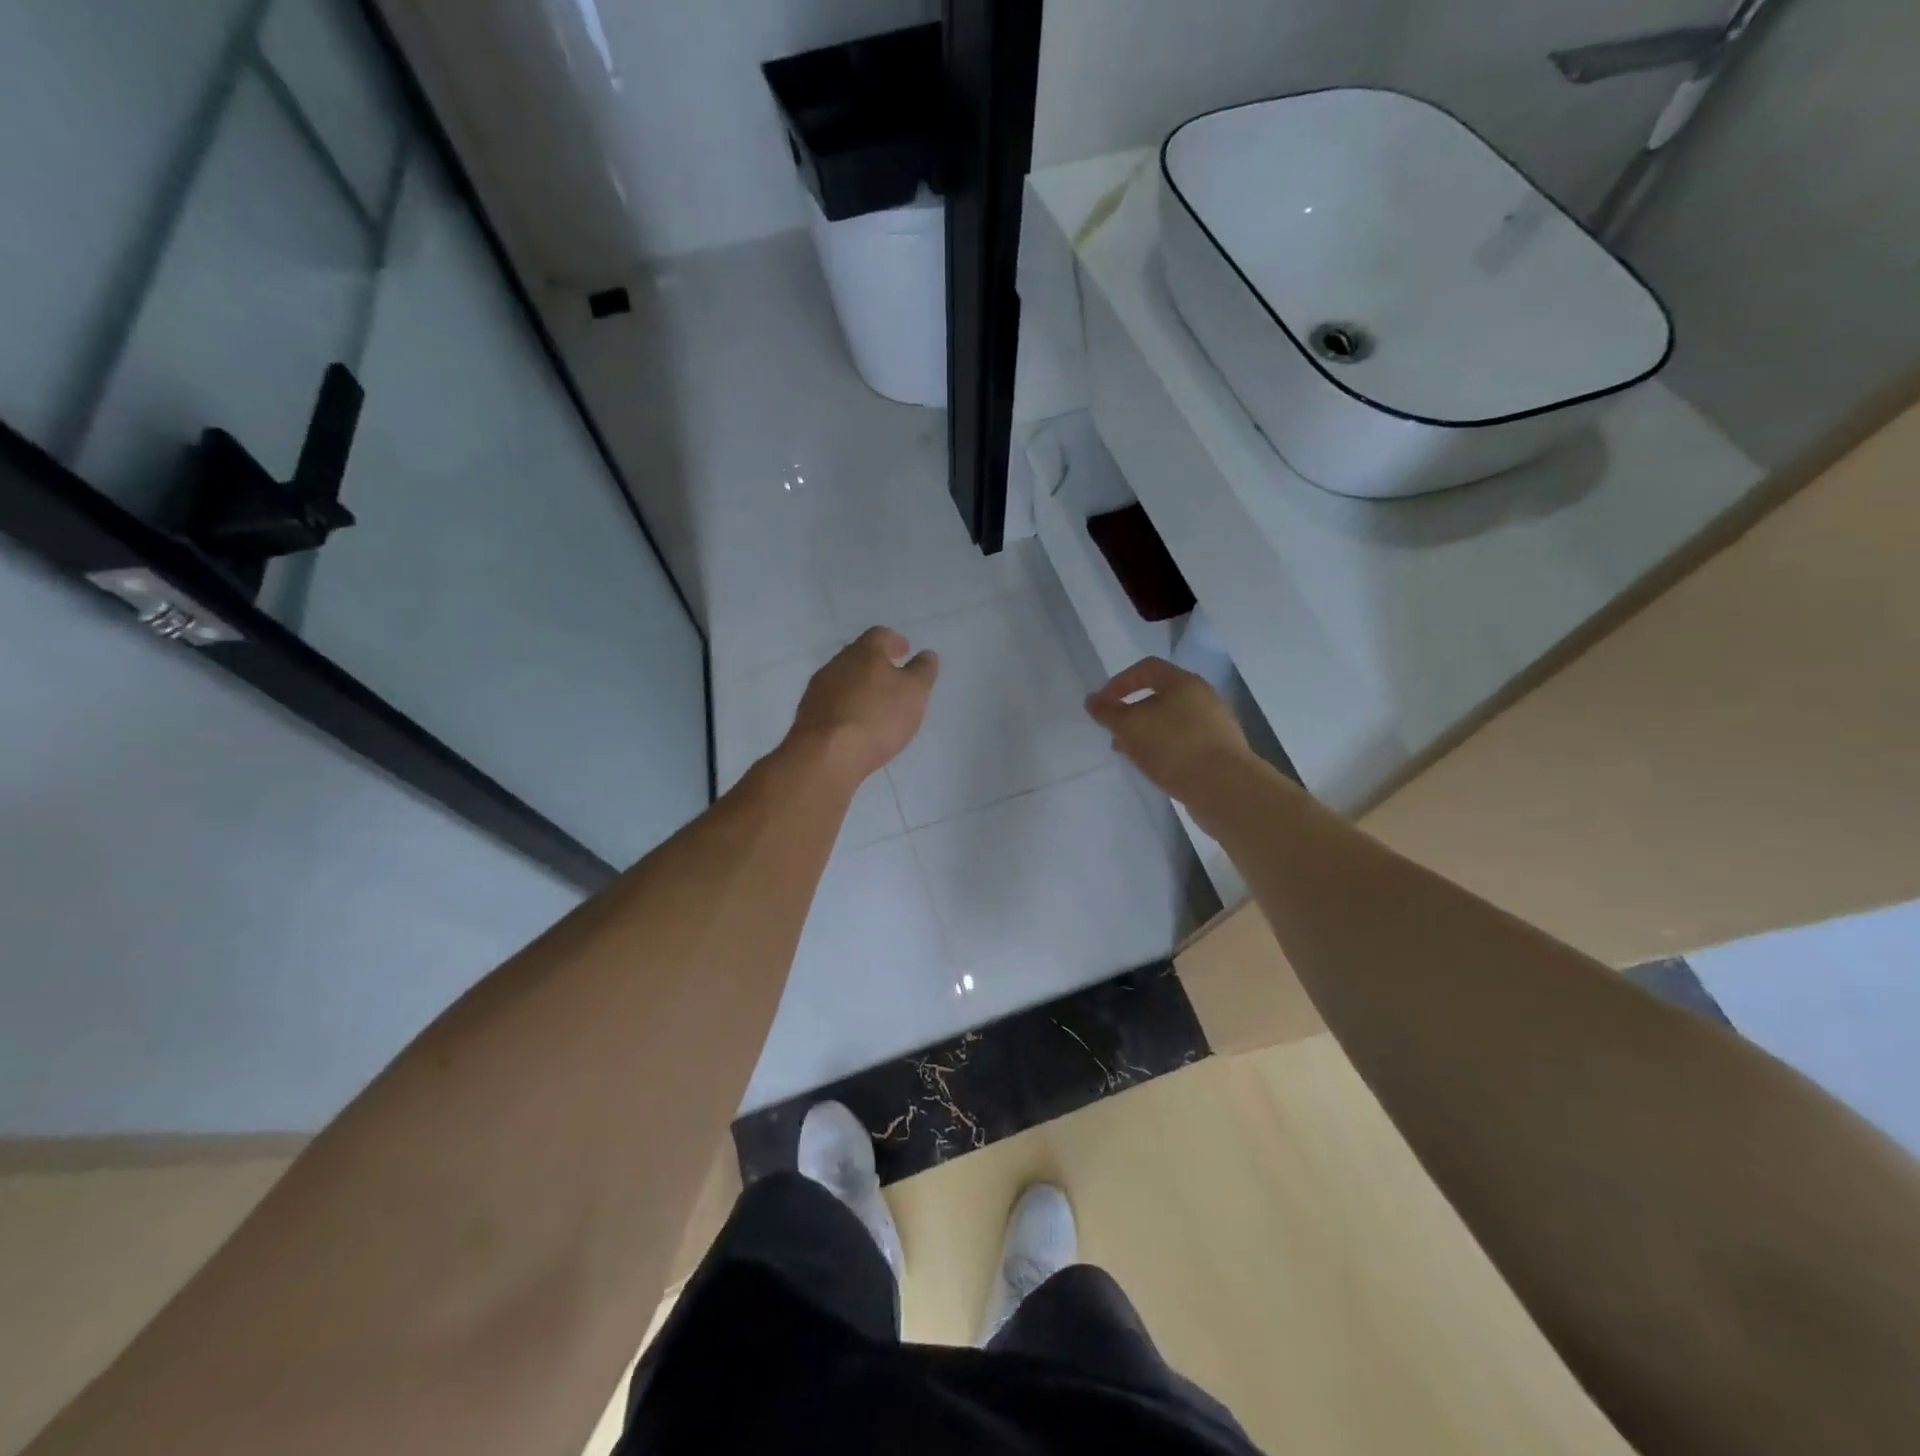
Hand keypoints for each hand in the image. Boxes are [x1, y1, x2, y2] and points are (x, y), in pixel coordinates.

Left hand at [790, 627, 938, 782]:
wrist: (826, 754)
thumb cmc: (877, 717)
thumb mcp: (914, 693)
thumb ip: (922, 671)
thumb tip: (927, 655)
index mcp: (865, 651)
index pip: (881, 635)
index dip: (895, 642)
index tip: (905, 651)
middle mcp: (837, 662)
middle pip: (859, 656)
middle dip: (876, 664)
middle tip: (892, 678)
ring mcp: (818, 688)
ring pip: (843, 679)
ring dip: (859, 687)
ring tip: (875, 704)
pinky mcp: (808, 713)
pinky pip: (832, 703)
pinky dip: (846, 707)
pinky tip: (855, 724)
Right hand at [1085, 657, 1253, 805]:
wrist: (1224, 788)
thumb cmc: (1174, 747)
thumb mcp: (1131, 727)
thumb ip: (1108, 713)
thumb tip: (1092, 701)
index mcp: (1183, 682)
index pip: (1146, 668)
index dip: (1119, 682)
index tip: (1102, 705)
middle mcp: (1202, 697)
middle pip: (1159, 695)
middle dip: (1131, 711)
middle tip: (1113, 731)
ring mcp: (1214, 725)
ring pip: (1170, 721)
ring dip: (1145, 732)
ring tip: (1128, 752)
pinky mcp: (1219, 750)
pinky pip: (1183, 741)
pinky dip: (1163, 748)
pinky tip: (1153, 766)